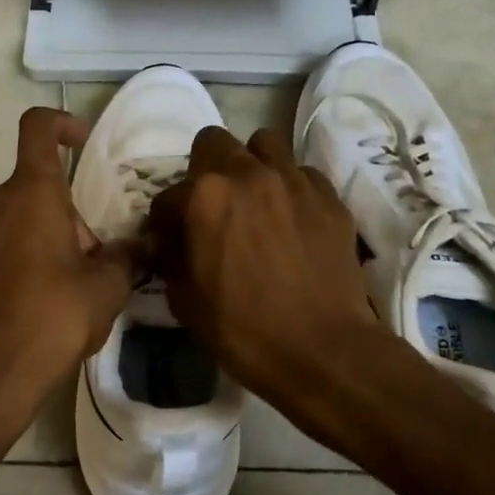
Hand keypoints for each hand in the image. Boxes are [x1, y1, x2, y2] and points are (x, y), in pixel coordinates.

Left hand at [0, 107, 135, 454]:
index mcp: (30, 193)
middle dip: (66, 214)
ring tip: (63, 287)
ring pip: (13, 217)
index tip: (82, 142)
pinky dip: (15, 257)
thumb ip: (126, 257)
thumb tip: (143, 245)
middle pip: (34, 188)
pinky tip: (32, 302)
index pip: (38, 128)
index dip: (61, 123)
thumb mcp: (105, 288)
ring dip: (41, 237)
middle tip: (90, 261)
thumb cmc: (52, 318)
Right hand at [147, 126, 386, 442]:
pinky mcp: (330, 197)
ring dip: (252, 163)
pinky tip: (292, 219)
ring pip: (265, 143)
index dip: (165, 220)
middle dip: (205, 168)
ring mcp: (294, 180)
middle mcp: (248, 174)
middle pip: (215, 142)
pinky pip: (303, 174)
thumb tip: (167, 244)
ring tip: (254, 197)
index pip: (168, 194)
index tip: (170, 239)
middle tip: (212, 205)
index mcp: (205, 195)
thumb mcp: (185, 299)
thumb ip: (171, 258)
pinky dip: (291, 189)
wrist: (322, 351)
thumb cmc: (242, 329)